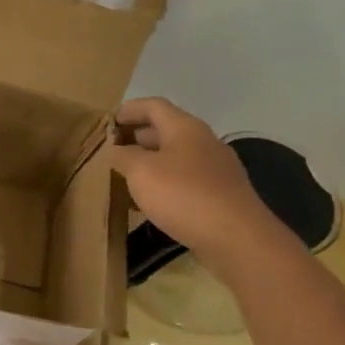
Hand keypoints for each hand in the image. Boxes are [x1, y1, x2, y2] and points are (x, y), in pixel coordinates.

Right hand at [108, 97, 279, 258]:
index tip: (107, 122)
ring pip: (175, 156)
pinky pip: (186, 179)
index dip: (128, 110)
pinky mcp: (220, 195)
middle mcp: (204, 142)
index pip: (154, 106)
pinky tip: (151, 201)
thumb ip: (123, 156)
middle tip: (111, 149)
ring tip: (126, 175)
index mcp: (185, 128)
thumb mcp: (141, 171)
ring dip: (149, 161)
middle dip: (137, 136)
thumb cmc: (184, 195)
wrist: (237, 238)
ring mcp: (216, 169)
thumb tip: (115, 150)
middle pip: (166, 129)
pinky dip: (164, 182)